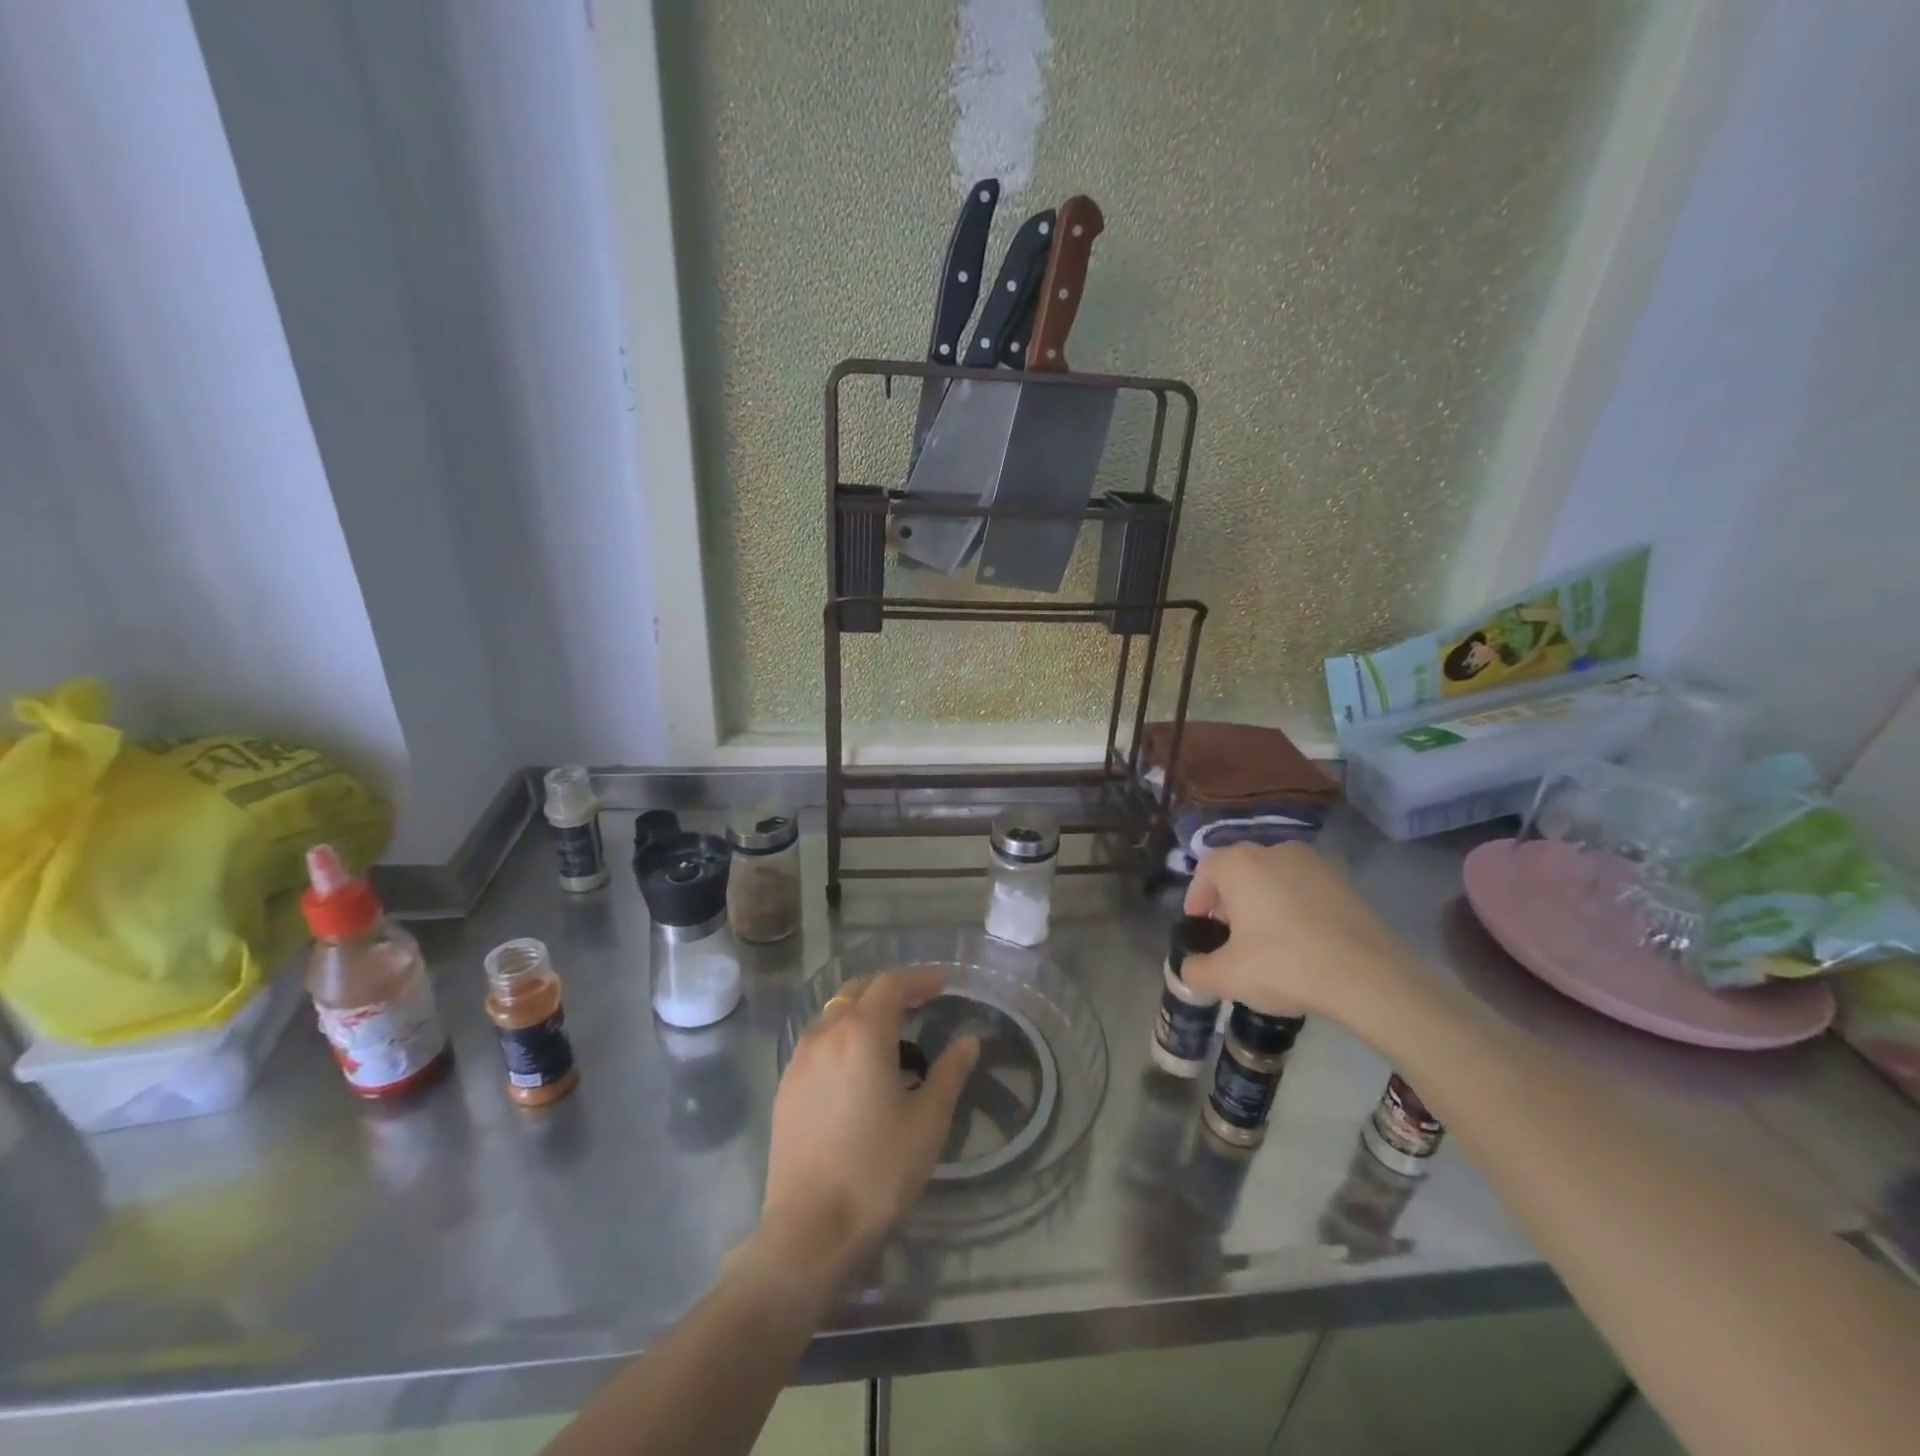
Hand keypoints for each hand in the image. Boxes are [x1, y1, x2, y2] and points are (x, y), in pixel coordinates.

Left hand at [755, 970, 977, 1296]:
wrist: (809, 1230)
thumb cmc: (877, 1172)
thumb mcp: (927, 1122)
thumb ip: (949, 1073)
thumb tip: (968, 1040)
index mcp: (862, 1034)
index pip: (891, 985)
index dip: (919, 979)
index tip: (944, 984)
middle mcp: (826, 1034)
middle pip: (858, 991)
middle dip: (890, 989)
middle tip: (920, 1002)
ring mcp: (799, 1059)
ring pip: (834, 1014)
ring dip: (863, 1011)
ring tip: (890, 1033)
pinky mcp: (786, 1086)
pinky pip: (818, 1041)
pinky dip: (842, 1035)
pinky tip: (856, 1066)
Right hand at [1180, 843, 1417, 1021]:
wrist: (1367, 977)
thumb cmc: (1284, 965)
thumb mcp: (1227, 977)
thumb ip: (1197, 971)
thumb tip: (1190, 971)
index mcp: (1240, 864)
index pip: (1206, 870)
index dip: (1197, 898)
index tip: (1200, 927)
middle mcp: (1274, 851)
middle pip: (1240, 871)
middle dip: (1230, 901)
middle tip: (1230, 936)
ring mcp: (1314, 864)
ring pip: (1274, 878)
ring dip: (1263, 902)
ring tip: (1267, 941)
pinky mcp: (1345, 883)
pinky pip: (1305, 890)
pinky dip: (1295, 908)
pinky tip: (1301, 942)